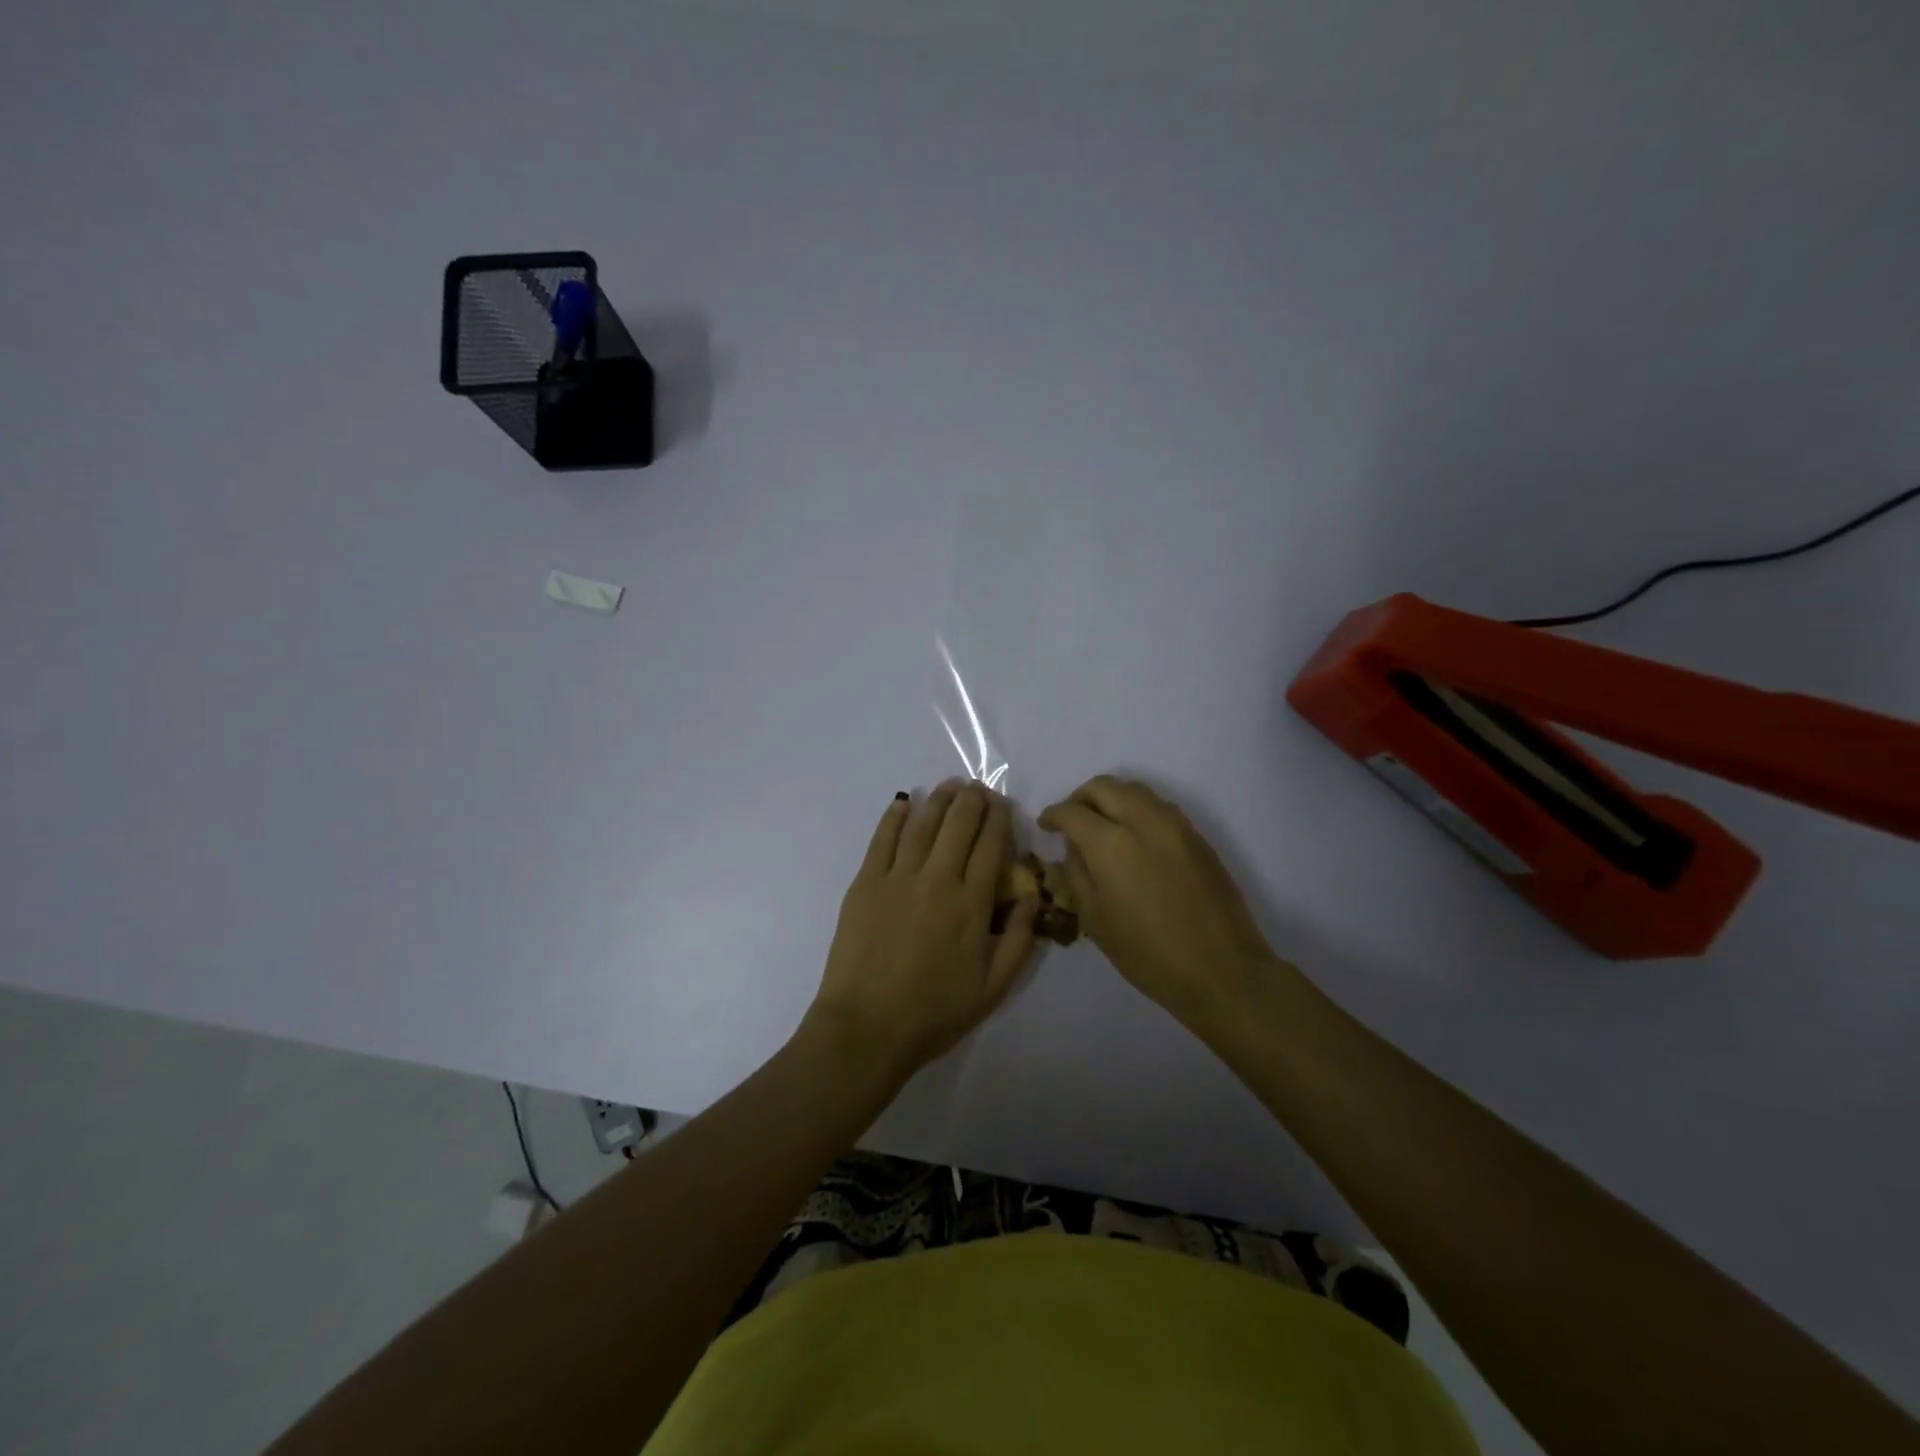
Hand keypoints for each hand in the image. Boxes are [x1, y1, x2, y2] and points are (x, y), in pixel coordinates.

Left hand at [805, 781, 1038, 1085]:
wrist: (867, 1027)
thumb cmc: (934, 1012)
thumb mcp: (994, 987)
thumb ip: (1020, 940)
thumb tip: (1032, 897)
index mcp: (972, 903)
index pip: (990, 846)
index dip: (999, 820)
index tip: (1002, 804)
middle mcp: (937, 879)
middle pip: (958, 826)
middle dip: (972, 801)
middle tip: (978, 788)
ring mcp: (897, 877)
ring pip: (923, 824)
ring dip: (939, 800)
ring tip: (949, 785)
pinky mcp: (865, 883)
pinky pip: (883, 839)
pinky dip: (895, 816)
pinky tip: (903, 803)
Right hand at [1039, 775, 1278, 1025]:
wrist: (1221, 969)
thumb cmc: (1147, 953)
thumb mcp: (1095, 919)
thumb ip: (1076, 873)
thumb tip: (1072, 847)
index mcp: (1110, 844)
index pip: (1071, 812)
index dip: (1053, 815)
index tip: (1046, 826)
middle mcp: (1142, 821)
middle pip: (1103, 786)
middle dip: (1080, 798)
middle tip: (1072, 821)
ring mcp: (1174, 824)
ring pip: (1134, 789)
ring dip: (1111, 798)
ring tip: (1102, 826)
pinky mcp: (1196, 835)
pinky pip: (1158, 806)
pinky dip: (1137, 809)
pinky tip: (1134, 837)